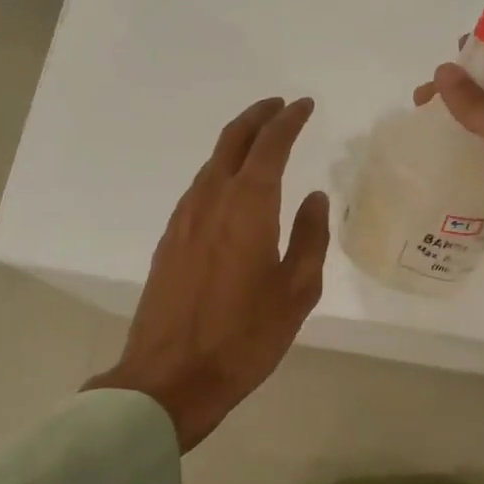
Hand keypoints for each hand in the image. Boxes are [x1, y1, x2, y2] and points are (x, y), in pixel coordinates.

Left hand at [84, 97, 329, 450]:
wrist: (170, 377)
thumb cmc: (245, 337)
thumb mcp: (297, 291)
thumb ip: (310, 237)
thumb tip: (314, 198)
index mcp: (248, 207)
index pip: (270, 145)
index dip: (289, 121)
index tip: (304, 106)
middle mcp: (211, 201)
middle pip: (232, 141)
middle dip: (257, 117)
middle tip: (280, 107)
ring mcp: (183, 219)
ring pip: (211, 163)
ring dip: (236, 143)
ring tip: (259, 142)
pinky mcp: (169, 241)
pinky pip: (198, 188)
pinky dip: (219, 171)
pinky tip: (231, 188)